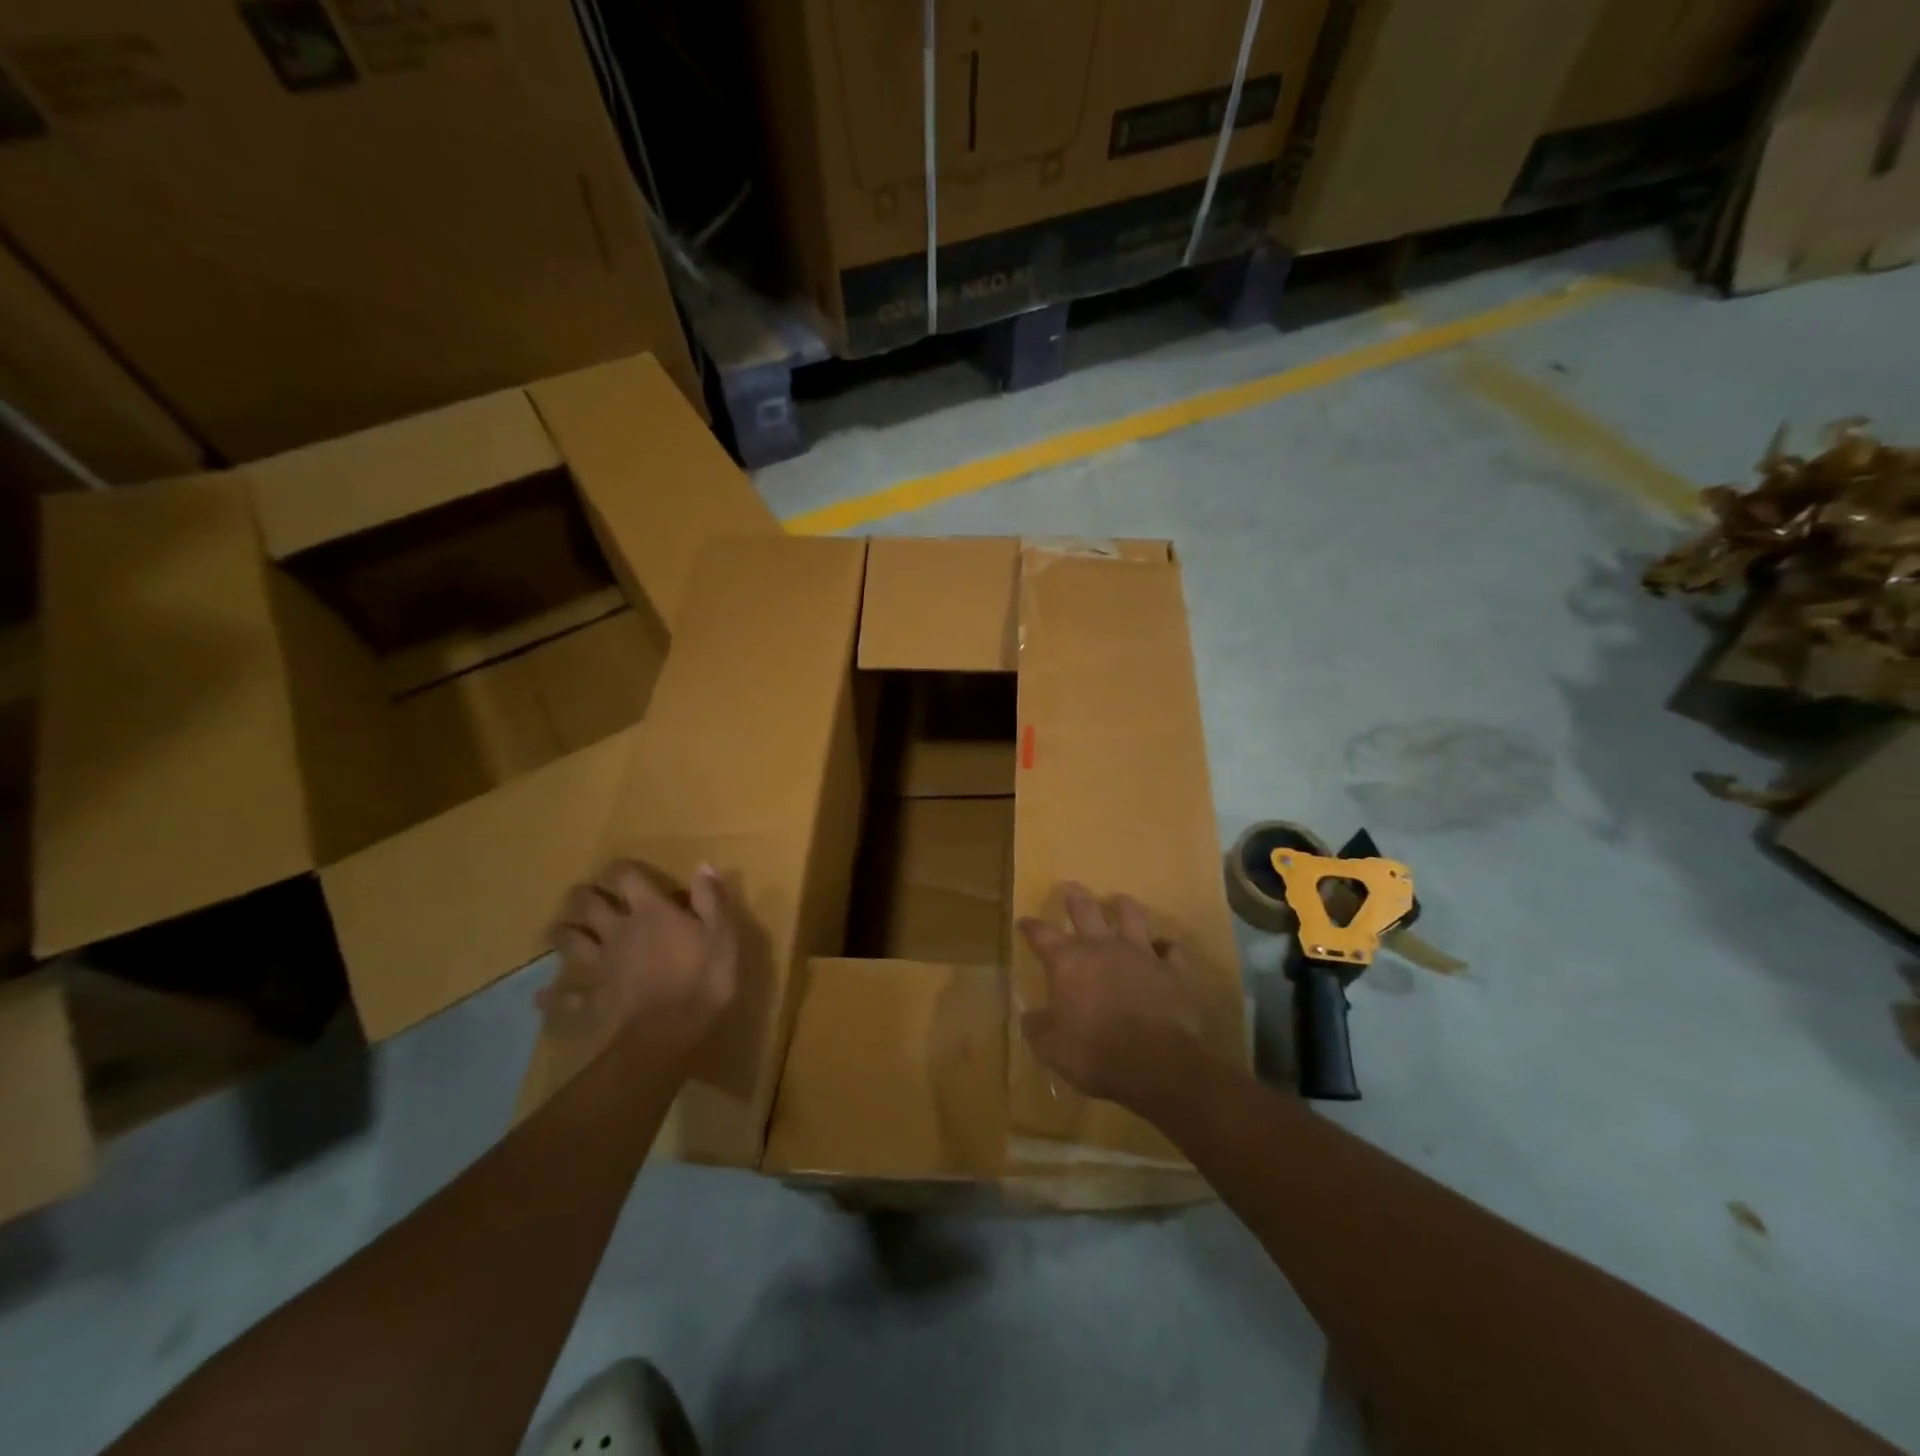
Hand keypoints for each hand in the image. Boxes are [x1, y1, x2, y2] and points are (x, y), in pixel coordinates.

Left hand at [539, 861, 738, 1058]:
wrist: (670, 1030)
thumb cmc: (703, 977)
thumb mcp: (722, 933)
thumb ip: (711, 899)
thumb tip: (703, 866)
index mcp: (651, 912)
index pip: (629, 879)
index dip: (621, 869)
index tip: (620, 867)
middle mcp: (619, 932)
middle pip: (590, 906)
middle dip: (583, 896)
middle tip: (582, 893)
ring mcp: (602, 966)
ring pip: (571, 943)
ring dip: (562, 934)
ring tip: (559, 930)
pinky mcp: (594, 999)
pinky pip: (567, 997)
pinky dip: (553, 997)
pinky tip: (542, 998)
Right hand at [1018, 882, 1209, 1117]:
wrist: (1157, 1064)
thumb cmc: (1096, 1054)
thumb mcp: (1051, 1049)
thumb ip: (1038, 1028)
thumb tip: (1030, 1017)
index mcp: (1068, 962)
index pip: (1042, 935)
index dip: (1031, 927)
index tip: (1024, 920)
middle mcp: (1103, 948)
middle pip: (1086, 910)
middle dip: (1075, 898)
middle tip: (1070, 888)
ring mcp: (1141, 954)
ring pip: (1131, 916)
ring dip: (1123, 906)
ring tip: (1119, 901)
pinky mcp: (1172, 970)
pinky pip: (1171, 950)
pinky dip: (1166, 948)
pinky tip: (1164, 949)